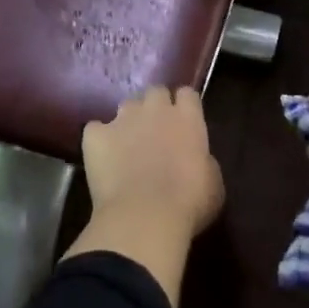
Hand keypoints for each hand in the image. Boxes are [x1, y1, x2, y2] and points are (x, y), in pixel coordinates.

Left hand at [81, 86, 224, 239]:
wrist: (144, 216)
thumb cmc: (188, 203)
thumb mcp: (213, 182)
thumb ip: (203, 160)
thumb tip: (197, 158)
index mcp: (187, 118)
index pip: (187, 94)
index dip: (185, 105)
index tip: (184, 120)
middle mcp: (155, 109)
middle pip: (155, 92)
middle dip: (156, 106)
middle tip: (156, 130)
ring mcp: (122, 119)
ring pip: (126, 106)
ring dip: (129, 120)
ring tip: (127, 144)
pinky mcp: (95, 135)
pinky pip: (95, 129)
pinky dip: (99, 140)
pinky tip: (101, 156)